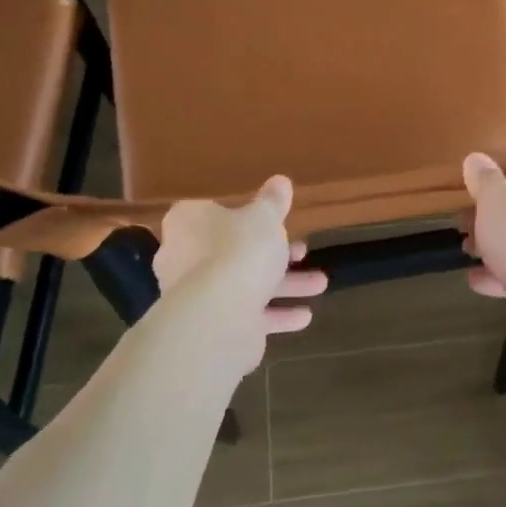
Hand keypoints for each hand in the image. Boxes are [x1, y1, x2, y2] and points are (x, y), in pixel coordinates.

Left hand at [155, 176, 327, 372]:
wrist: (219, 315)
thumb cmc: (239, 250)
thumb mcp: (264, 217)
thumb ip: (273, 201)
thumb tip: (280, 181)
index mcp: (188, 223)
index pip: (213, 211)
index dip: (245, 215)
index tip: (275, 220)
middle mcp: (184, 257)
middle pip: (234, 250)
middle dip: (275, 254)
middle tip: (303, 252)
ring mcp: (196, 295)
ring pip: (246, 284)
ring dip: (285, 285)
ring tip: (320, 284)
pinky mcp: (211, 325)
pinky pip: (248, 315)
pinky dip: (276, 315)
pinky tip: (305, 316)